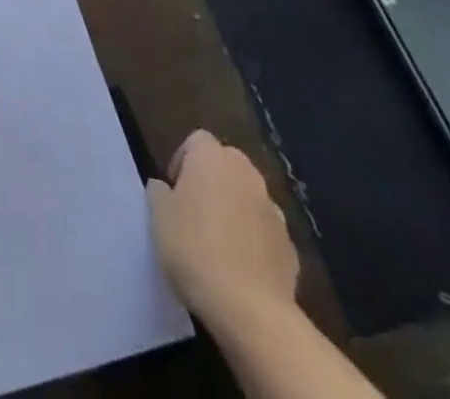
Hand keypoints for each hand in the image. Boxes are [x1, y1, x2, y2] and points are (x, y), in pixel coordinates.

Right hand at [146, 130, 300, 333]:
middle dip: (211, 182)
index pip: (196, 141)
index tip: (173, 190)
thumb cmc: (195, 248)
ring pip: (248, 199)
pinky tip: (240, 269)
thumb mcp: (159, 217)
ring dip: (235, 211)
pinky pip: (265, 234)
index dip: (182, 160)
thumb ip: (159, 193)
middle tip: (192, 213)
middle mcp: (247, 174)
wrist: (250, 309)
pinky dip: (254, 243)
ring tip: (217, 244)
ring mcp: (274, 211)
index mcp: (213, 157)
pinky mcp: (291, 248)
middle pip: (226, 165)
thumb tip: (164, 188)